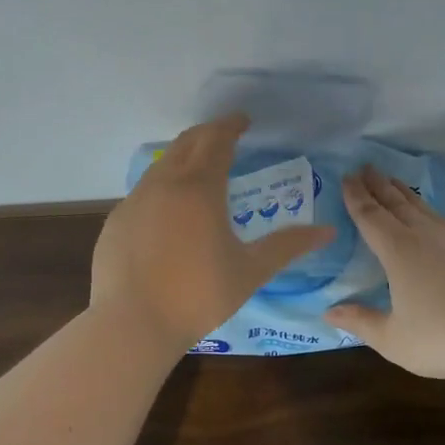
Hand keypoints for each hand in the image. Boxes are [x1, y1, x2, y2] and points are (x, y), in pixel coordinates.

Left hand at [91, 114, 336, 357]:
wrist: (130, 324)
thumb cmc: (197, 295)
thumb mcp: (250, 271)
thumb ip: (287, 246)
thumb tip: (327, 231)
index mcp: (200, 188)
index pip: (216, 140)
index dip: (231, 126)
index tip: (243, 120)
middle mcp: (164, 183)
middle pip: (186, 143)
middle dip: (208, 133)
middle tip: (226, 135)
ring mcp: (135, 200)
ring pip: (161, 164)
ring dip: (183, 156)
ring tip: (200, 167)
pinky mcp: (116, 220)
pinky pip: (144, 190)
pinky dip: (163, 184)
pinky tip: (169, 209)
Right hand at [325, 167, 444, 378]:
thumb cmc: (444, 337)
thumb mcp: (394, 339)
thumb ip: (361, 322)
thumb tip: (329, 312)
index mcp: (398, 252)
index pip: (370, 217)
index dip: (356, 197)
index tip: (346, 177)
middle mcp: (424, 237)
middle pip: (396, 203)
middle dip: (378, 185)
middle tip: (365, 167)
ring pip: (423, 208)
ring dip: (404, 193)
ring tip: (393, 181)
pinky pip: (444, 222)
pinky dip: (428, 211)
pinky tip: (431, 218)